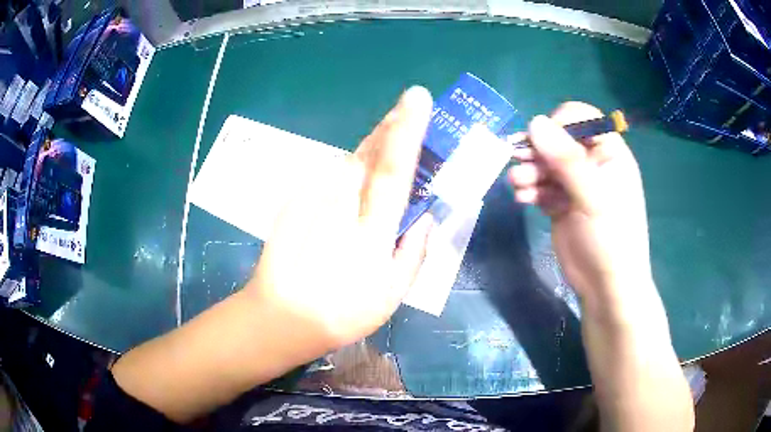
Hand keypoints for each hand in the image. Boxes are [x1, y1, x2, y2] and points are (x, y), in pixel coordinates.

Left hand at [247, 87, 433, 352]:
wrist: (281, 316)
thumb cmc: (341, 312)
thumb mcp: (391, 294)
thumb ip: (413, 251)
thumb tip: (424, 218)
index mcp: (370, 227)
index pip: (393, 167)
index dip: (408, 129)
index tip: (417, 97)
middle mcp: (340, 203)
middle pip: (368, 152)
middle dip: (390, 125)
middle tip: (406, 108)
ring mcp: (313, 199)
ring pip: (348, 159)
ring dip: (370, 144)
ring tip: (387, 136)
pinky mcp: (295, 201)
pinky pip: (329, 176)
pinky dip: (347, 169)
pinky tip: (351, 180)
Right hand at [508, 102, 651, 307]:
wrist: (605, 285)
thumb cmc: (611, 238)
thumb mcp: (593, 196)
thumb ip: (566, 159)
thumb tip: (534, 122)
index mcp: (608, 153)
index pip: (581, 118)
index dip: (559, 124)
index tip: (542, 141)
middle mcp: (592, 163)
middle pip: (557, 140)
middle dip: (537, 150)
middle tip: (520, 161)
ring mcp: (575, 184)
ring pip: (545, 164)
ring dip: (529, 170)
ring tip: (519, 185)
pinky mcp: (561, 203)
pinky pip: (541, 186)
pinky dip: (530, 189)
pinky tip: (523, 199)